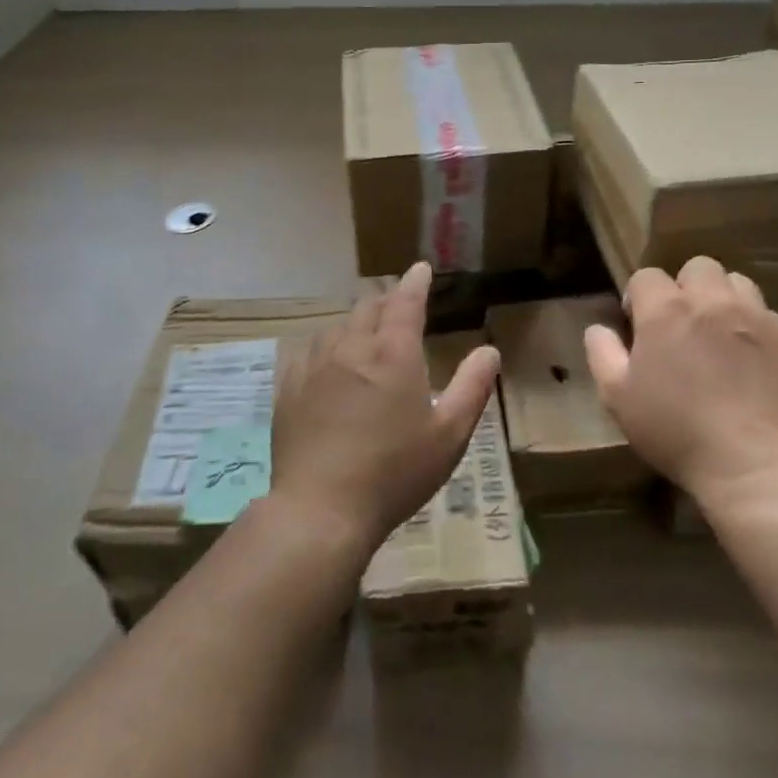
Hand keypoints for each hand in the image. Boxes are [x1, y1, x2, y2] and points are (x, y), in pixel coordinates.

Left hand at [271, 262, 500, 548]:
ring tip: (365, 332)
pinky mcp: (289, 388)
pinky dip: (325, 345)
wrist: (321, 509)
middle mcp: (352, 349)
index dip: (415, 282)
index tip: (420, 268)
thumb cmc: (395, 472)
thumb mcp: (449, 434)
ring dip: (355, 323)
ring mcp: (315, 367)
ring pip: (337, 327)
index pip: (406, 302)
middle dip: (386, 300)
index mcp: (394, 354)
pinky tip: (326, 359)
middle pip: (368, 308)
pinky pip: (308, 351)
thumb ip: (472, 387)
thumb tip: (489, 350)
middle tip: (398, 304)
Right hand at [584, 256, 777, 502]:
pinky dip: (758, 332)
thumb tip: (598, 328)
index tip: (640, 327)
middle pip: (698, 267)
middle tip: (684, 325)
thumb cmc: (675, 432)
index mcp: (666, 311)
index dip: (639, 297)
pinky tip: (755, 366)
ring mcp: (758, 318)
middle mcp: (713, 302)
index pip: (647, 276)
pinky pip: (772, 319)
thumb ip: (603, 354)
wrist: (754, 466)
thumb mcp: (618, 398)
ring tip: (722, 336)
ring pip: (739, 283)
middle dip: (687, 288)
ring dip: (725, 300)